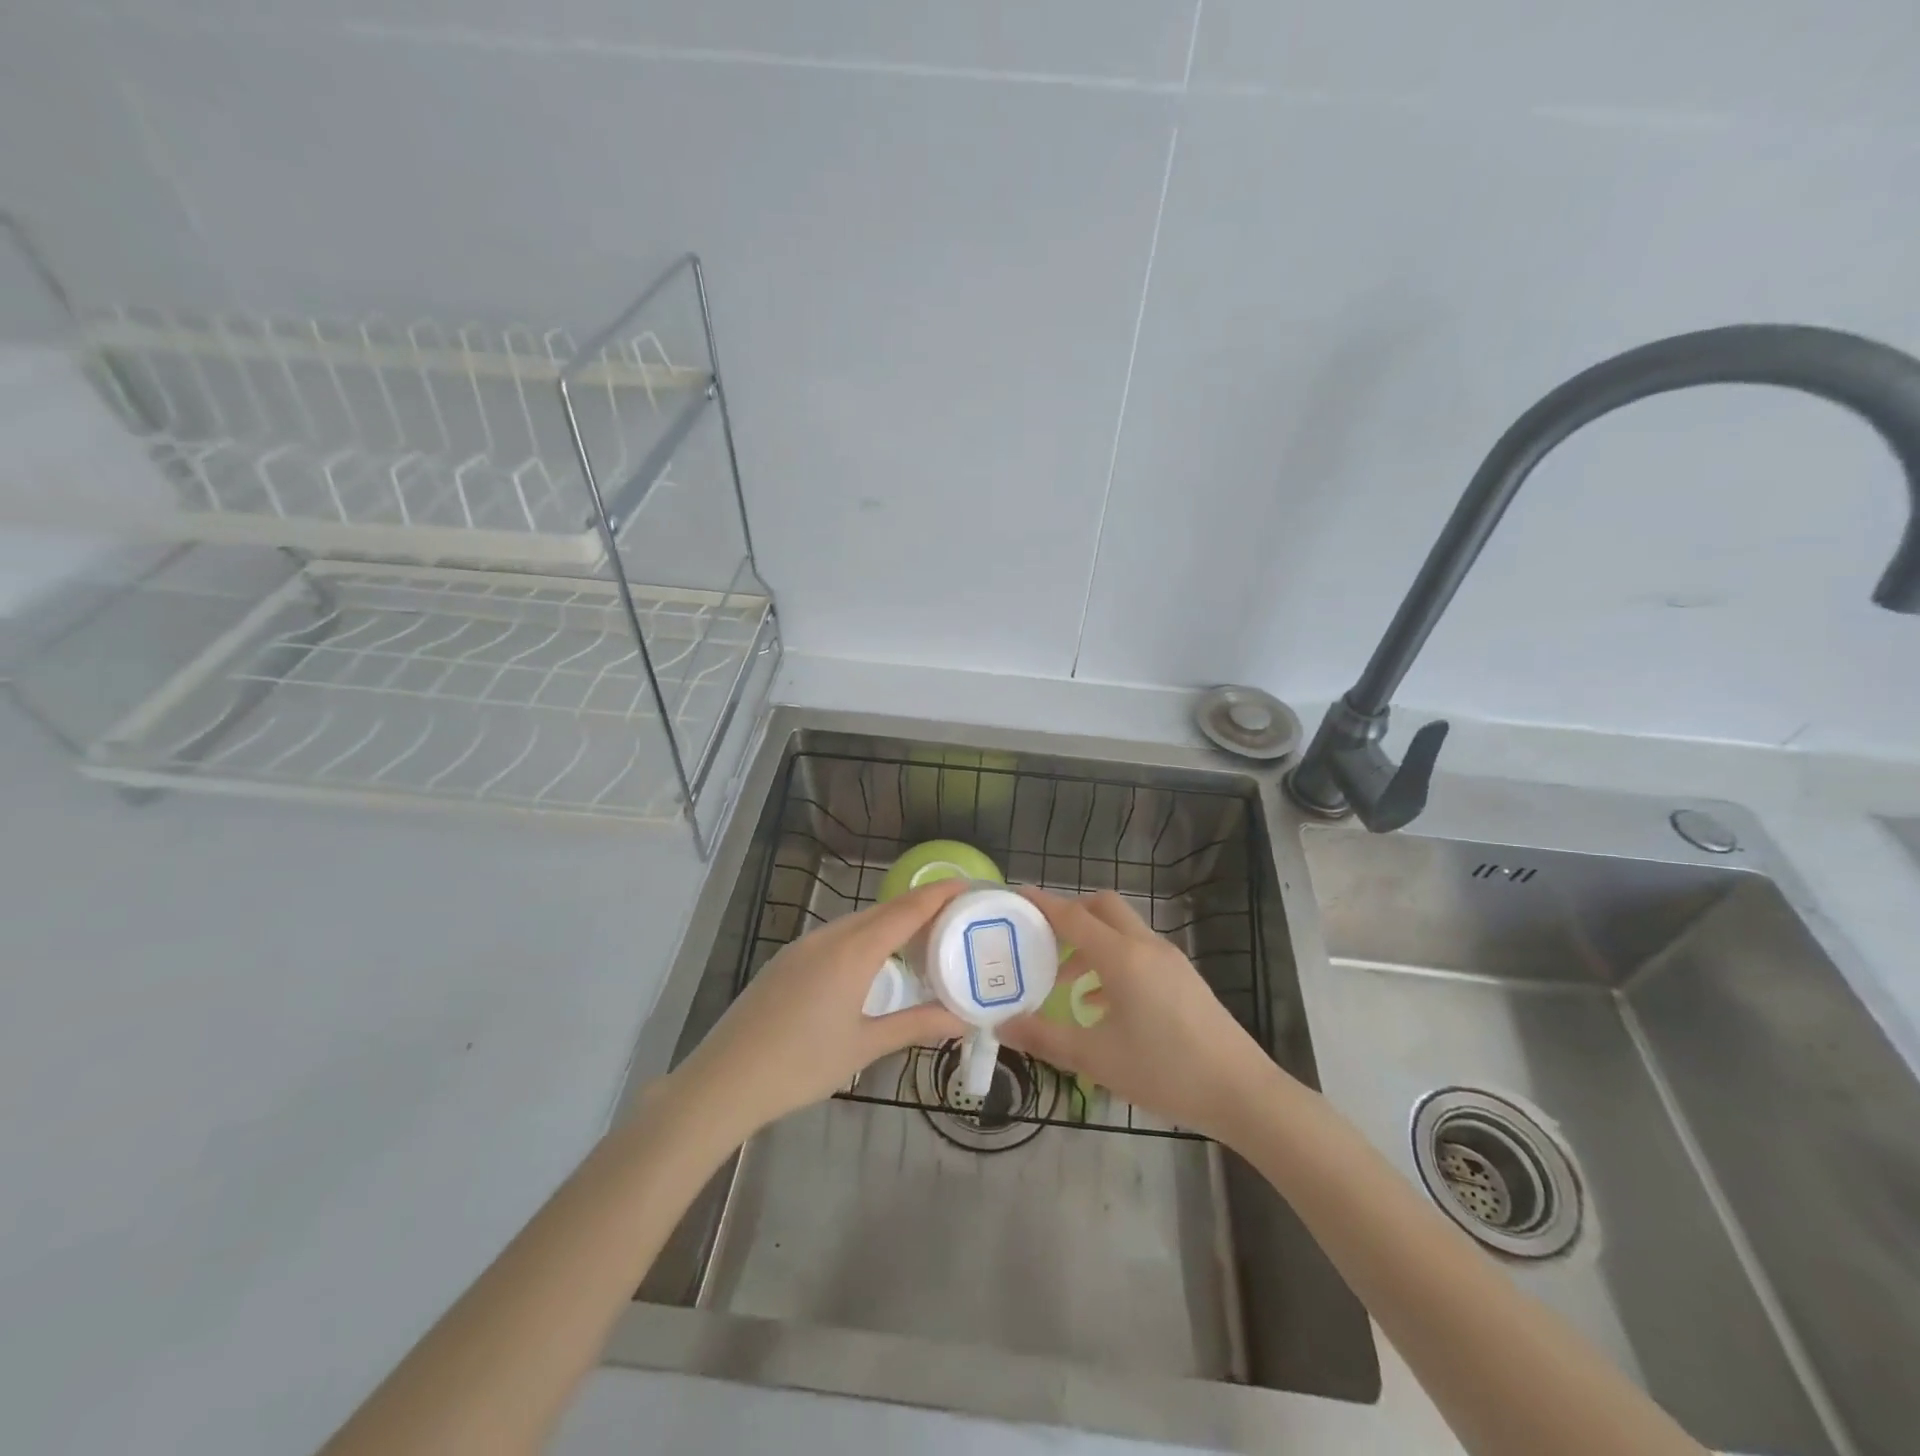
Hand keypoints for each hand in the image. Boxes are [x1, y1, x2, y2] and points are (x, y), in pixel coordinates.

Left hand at [665, 880, 967, 1143]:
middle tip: (954, 915)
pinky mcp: (786, 960)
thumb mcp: (864, 1046)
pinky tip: (872, 961)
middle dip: (920, 906)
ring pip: (857, 922)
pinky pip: (837, 935)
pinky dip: (865, 937)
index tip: (968, 885)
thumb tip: (963, 1020)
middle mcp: (829, 937)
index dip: (939, 895)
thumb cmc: (801, 1065)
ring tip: (921, 938)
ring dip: (891, 922)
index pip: (906, 910)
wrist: (724, 1080)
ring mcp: (803, 946)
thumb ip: (915, 1025)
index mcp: (853, 951)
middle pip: (883, 911)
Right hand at [999, 888, 1289, 1143]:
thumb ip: (1045, 1038)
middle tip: (1040, 938)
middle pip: (1102, 907)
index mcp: (1122, 957)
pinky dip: (1113, 961)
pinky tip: (1101, 1004)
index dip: (1041, 904)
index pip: (1072, 916)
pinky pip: (1139, 953)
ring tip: (1063, 980)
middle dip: (1069, 913)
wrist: (1242, 1092)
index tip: (1015, 896)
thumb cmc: (1165, 1071)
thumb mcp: (1096, 1059)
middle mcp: (1146, 946)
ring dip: (1091, 942)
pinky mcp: (1184, 978)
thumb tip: (1002, 1025)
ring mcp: (1170, 960)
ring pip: (1122, 930)